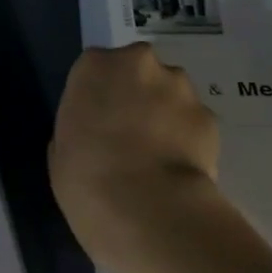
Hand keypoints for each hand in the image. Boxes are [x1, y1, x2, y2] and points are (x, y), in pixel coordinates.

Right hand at [49, 44, 221, 272]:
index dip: (98, 96)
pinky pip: (192, 122)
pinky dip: (187, 138)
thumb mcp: (62, 151)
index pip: (95, 69)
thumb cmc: (86, 180)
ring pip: (170, 93)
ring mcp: (180, 87)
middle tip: (128, 136)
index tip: (97, 123)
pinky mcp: (209, 116)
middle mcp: (140, 63)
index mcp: (95, 66)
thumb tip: (95, 132)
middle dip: (136, 96)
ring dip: (164, 114)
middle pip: (137, 72)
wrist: (147, 209)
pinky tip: (177, 169)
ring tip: (157, 157)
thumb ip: (79, 126)